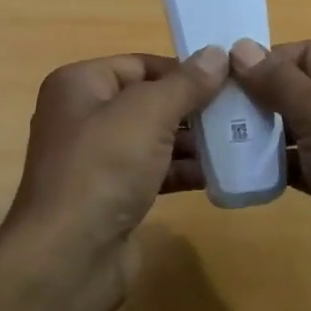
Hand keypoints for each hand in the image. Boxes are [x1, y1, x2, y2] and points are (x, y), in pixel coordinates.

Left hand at [1, 47, 229, 303]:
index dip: (183, 69)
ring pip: (152, 138)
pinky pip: (152, 171)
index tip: (229, 78)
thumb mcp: (148, 114)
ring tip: (240, 140)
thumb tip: (216, 53)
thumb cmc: (103, 168)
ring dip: (193, 140)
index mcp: (79, 85)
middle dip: (192, 106)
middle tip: (240, 110)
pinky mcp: (111, 195)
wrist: (69, 257)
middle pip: (147, 101)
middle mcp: (82, 116)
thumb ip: (185, 83)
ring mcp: (96, 159)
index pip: (139, 64)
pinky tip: (220, 174)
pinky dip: (182, 170)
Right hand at [231, 39, 310, 310]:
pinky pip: (297, 160)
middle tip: (211, 108)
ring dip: (259, 131)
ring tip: (215, 136)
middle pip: (297, 88)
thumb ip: (279, 81)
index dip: (264, 61)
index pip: (306, 53)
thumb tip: (239, 47)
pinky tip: (238, 167)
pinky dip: (271, 162)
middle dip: (256, 97)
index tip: (218, 77)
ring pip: (294, 125)